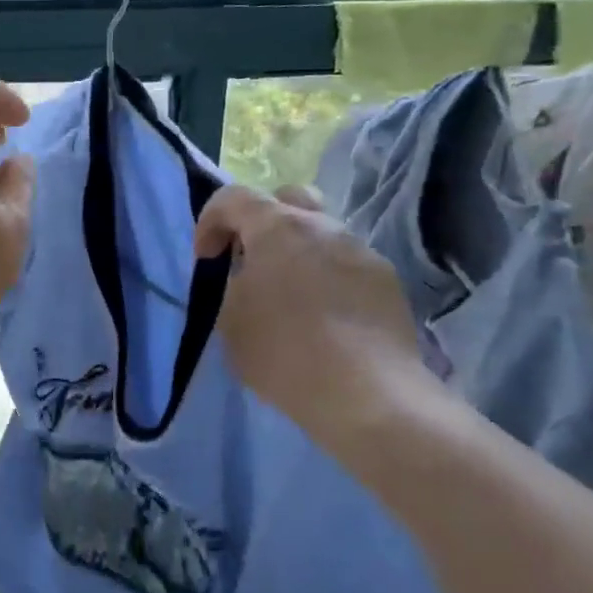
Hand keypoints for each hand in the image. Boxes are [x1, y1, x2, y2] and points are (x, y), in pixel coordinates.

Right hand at [194, 183, 439, 453]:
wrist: (367, 395)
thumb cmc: (283, 352)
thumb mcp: (230, 321)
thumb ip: (232, 286)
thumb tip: (246, 278)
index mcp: (278, 228)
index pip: (233, 197)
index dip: (210, 221)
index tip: (206, 260)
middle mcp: (324, 227)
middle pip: (288, 199)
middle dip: (261, 222)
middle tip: (251, 260)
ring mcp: (361, 252)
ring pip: (321, 235)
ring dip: (297, 255)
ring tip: (289, 300)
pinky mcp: (387, 283)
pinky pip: (346, 267)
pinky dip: (327, 281)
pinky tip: (325, 321)